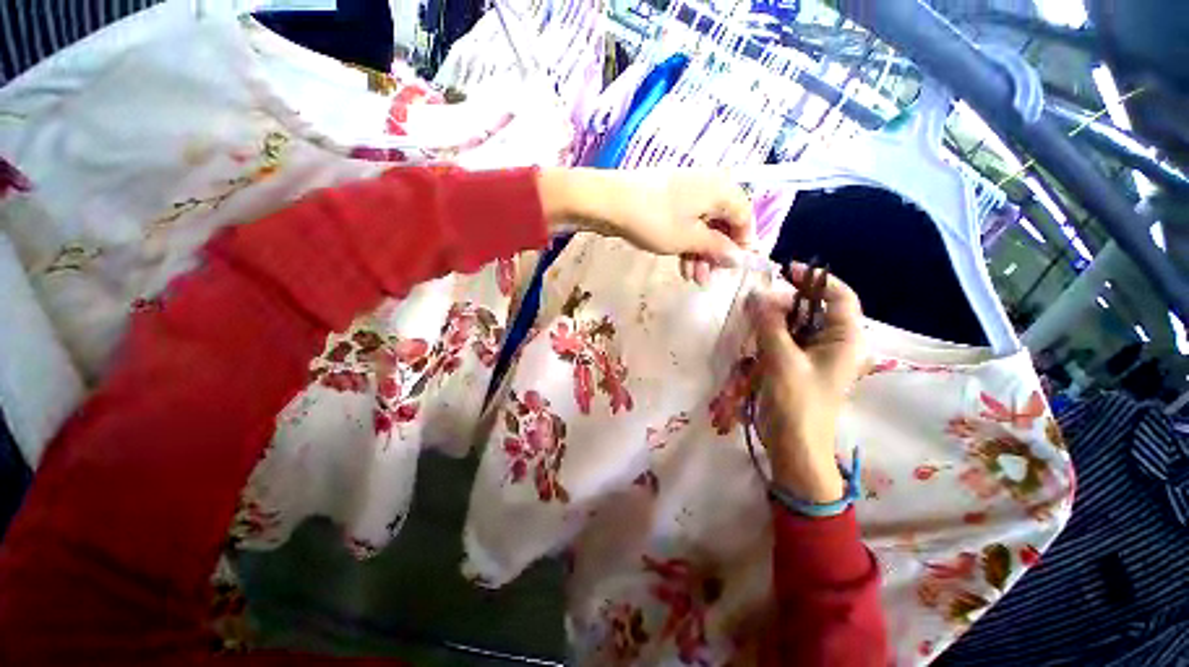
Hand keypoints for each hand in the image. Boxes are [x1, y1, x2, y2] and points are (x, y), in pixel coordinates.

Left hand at [538, 168, 753, 283]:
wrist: (610, 202)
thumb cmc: (655, 220)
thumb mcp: (689, 238)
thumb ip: (717, 248)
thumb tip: (738, 257)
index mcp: (721, 189)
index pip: (744, 217)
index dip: (743, 243)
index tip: (735, 267)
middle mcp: (708, 186)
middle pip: (722, 223)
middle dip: (716, 254)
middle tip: (710, 278)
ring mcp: (686, 193)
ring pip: (703, 227)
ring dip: (700, 254)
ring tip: (693, 279)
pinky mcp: (669, 201)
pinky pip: (686, 224)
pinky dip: (686, 245)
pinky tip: (682, 266)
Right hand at [747, 264, 866, 503]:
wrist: (795, 445)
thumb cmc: (796, 402)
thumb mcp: (781, 359)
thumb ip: (769, 324)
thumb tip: (756, 294)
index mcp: (846, 339)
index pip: (839, 297)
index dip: (815, 279)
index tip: (786, 270)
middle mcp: (838, 344)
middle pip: (815, 309)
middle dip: (787, 301)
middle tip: (757, 303)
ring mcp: (819, 356)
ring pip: (799, 325)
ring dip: (776, 318)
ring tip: (752, 318)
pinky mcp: (803, 366)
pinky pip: (789, 340)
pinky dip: (772, 334)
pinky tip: (755, 337)